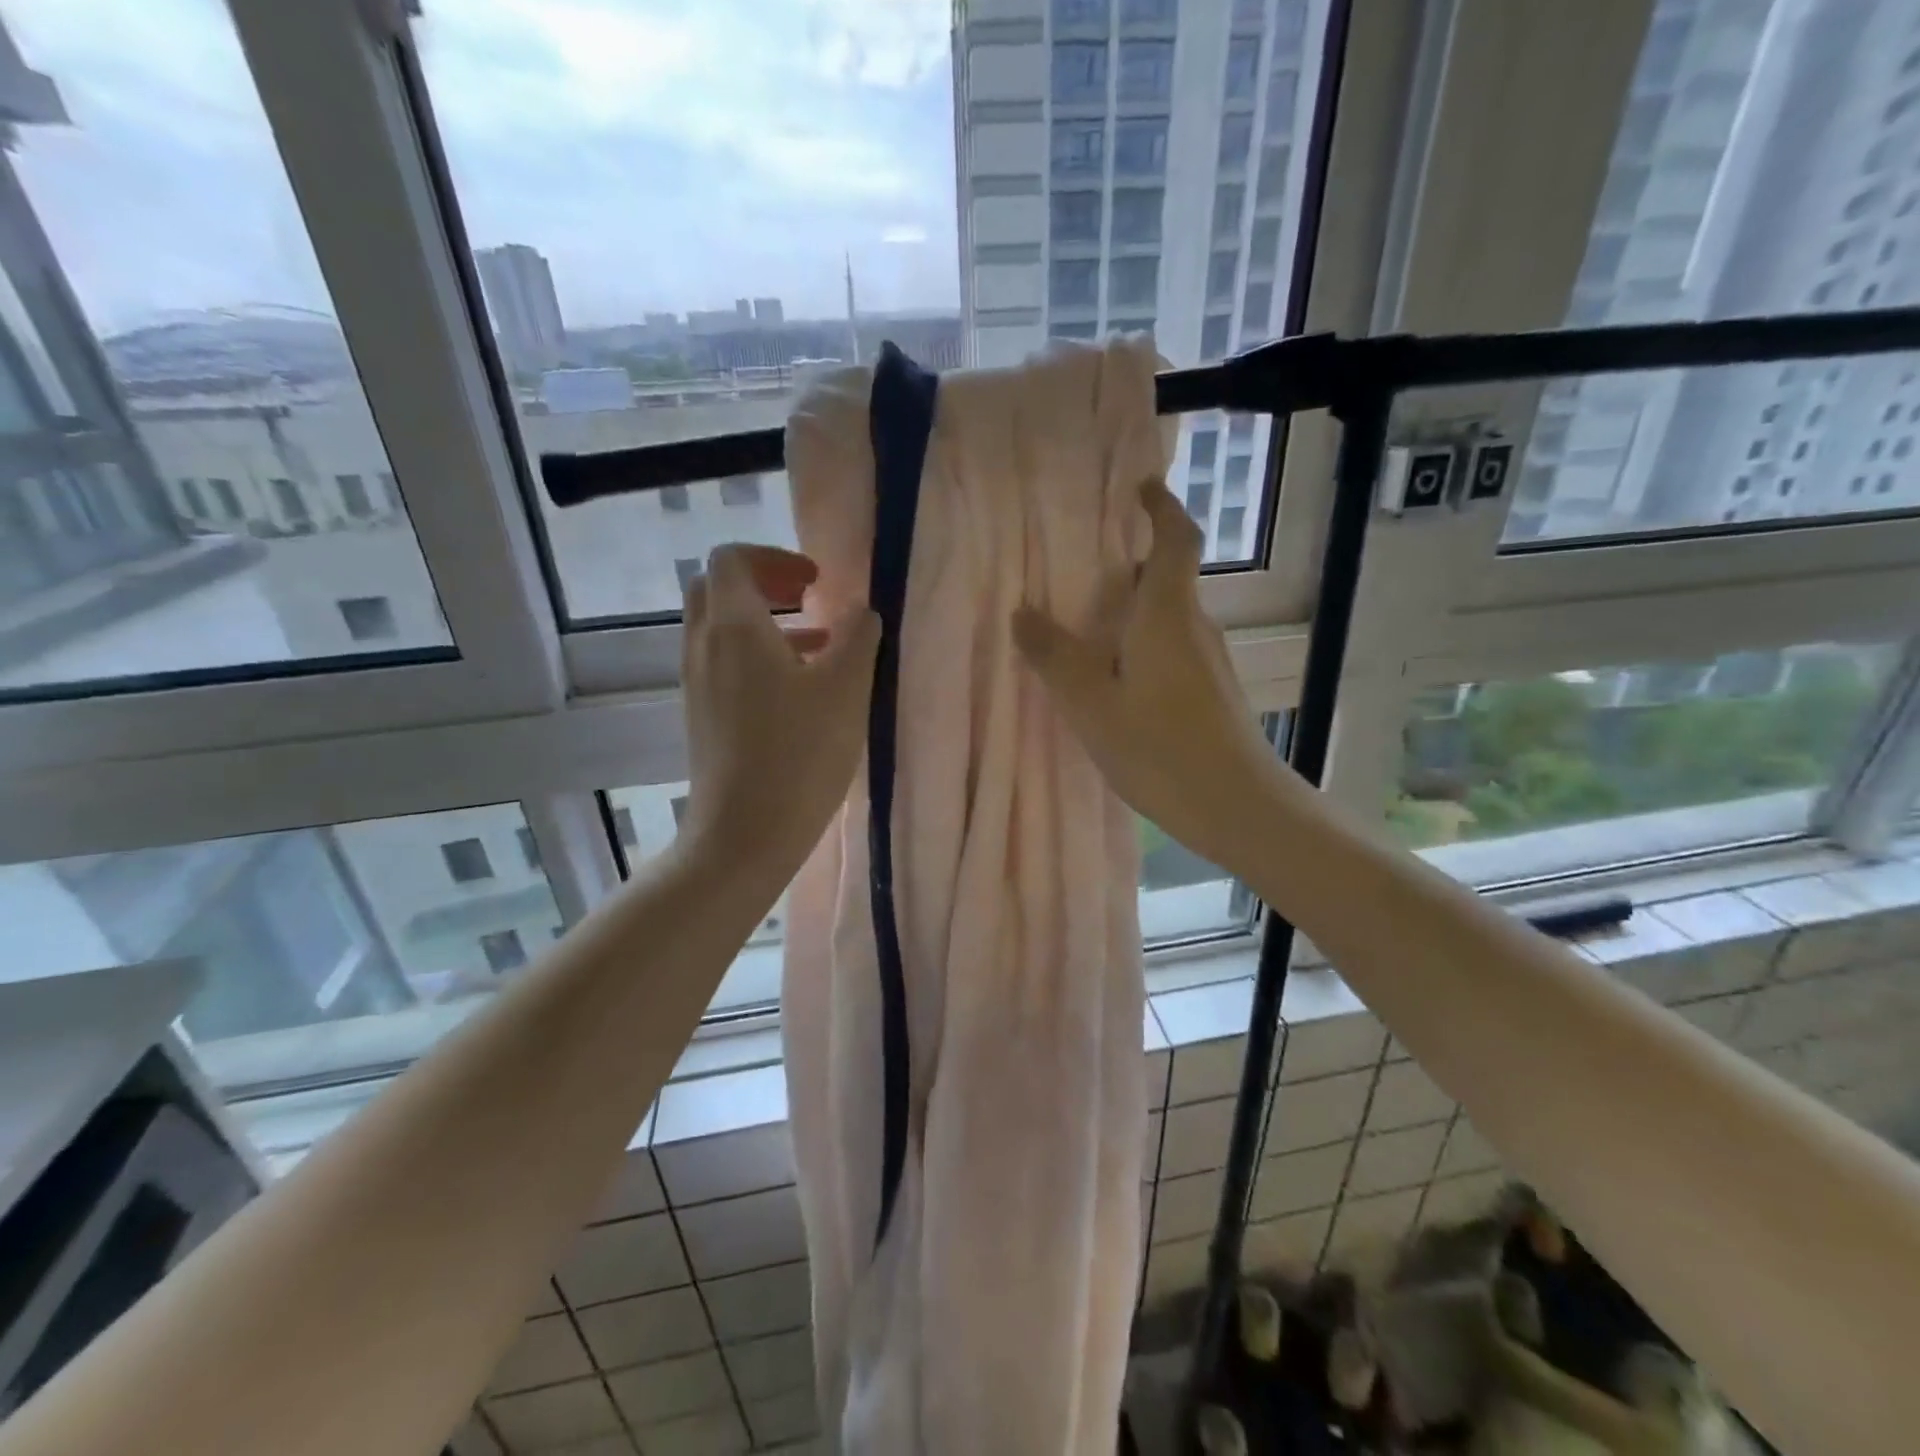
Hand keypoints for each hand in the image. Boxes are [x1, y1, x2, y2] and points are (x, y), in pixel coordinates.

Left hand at [680, 545, 879, 877]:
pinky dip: (755, 654)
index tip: (817, 582)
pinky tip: (798, 689)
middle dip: (764, 583)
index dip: (775, 557)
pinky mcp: (701, 714)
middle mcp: (703, 646)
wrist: (745, 833)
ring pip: (720, 628)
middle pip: (717, 588)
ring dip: (764, 621)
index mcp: (734, 627)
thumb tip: (861, 611)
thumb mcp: (845, 690)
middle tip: (809, 599)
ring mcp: (697, 682)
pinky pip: (722, 662)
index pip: (732, 559)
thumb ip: (857, 638)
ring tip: (818, 644)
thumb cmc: (800, 755)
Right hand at [1012, 479, 1280, 874]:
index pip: (1176, 540)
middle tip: (1081, 570)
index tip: (1140, 487)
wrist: (1237, 806)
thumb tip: (1022, 612)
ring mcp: (1209, 661)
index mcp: (1167, 615)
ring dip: (1133, 612)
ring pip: (1168, 618)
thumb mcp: (1091, 704)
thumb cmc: (1160, 748)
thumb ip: (1054, 657)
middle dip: (1130, 565)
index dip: (1162, 507)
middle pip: (1167, 579)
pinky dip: (1142, 645)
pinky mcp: (1213, 692)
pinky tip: (1115, 681)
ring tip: (1086, 629)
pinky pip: (1172, 649)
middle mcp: (1195, 627)